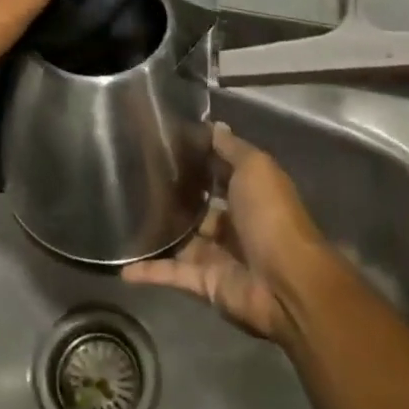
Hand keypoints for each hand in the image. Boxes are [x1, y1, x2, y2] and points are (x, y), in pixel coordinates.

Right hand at [123, 122, 331, 344]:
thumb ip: (231, 148)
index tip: (164, 142)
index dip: (197, 158)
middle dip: (175, 196)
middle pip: (199, 207)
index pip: (219, 172)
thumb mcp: (255, 168)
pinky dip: (149, 272)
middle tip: (135, 177)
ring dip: (159, 232)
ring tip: (122, 216)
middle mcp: (234, 224)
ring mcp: (218, 255)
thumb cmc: (270, 215)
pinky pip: (172, 274)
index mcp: (249, 194)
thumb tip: (214, 124)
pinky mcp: (205, 283)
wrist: (286, 283)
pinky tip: (121, 267)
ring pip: (182, 240)